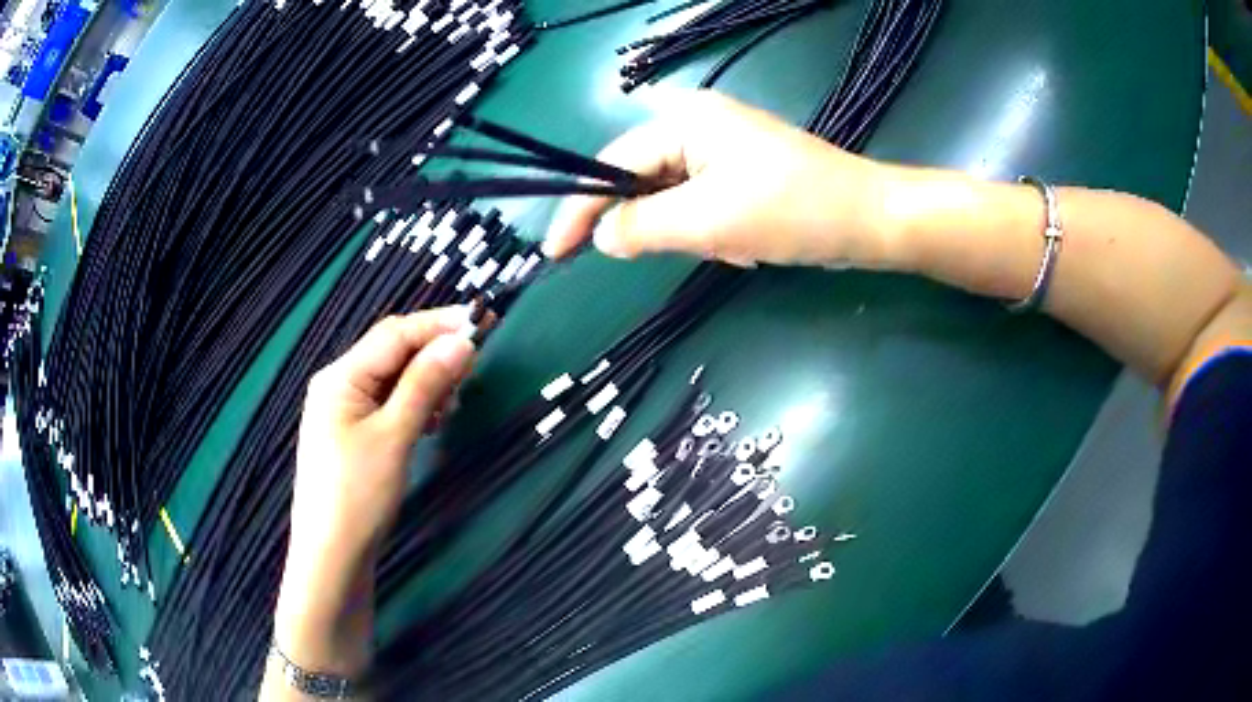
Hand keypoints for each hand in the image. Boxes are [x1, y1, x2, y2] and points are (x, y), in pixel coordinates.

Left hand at [274, 307, 475, 675]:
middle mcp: (339, 385)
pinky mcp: (354, 434)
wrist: (333, 556)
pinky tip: (432, 420)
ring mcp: (345, 411)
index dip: (438, 324)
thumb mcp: (394, 436)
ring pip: (393, 380)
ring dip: (426, 381)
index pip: (394, 334)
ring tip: (454, 401)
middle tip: (474, 366)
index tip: (482, 322)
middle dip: (433, 353)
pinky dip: (414, 405)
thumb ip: (425, 384)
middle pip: (392, 353)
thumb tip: (461, 341)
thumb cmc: (358, 494)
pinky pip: (389, 404)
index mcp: (340, 377)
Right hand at [545, 90, 895, 267]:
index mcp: (686, 122)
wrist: (869, 221)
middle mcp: (697, 127)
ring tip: (738, 247)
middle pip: (643, 183)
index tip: (554, 252)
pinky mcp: (740, 174)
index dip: (580, 207)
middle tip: (699, 248)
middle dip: (663, 227)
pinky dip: (716, 236)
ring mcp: (721, 152)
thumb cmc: (793, 211)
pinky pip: (702, 209)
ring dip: (696, 236)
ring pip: (674, 203)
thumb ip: (643, 226)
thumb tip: (601, 236)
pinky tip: (750, 247)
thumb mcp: (710, 221)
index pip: (612, 164)